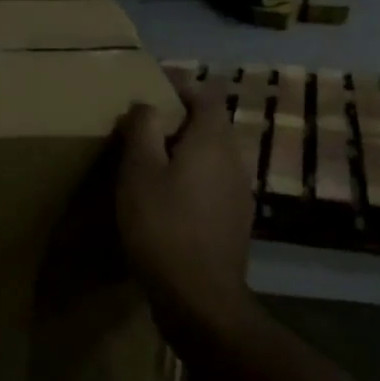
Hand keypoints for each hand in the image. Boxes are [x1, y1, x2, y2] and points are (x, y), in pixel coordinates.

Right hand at [115, 71, 254, 336]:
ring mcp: (240, 191)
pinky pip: (212, 180)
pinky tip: (167, 196)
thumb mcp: (139, 171)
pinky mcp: (235, 219)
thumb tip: (148, 104)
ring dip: (184, 148)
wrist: (200, 297)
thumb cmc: (163, 226)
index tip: (150, 85)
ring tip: (149, 158)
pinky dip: (191, 175)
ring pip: (211, 153)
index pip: (205, 92)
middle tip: (142, 123)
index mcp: (212, 140)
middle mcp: (234, 158)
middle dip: (178, 116)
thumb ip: (144, 128)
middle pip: (210, 122)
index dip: (179, 83)